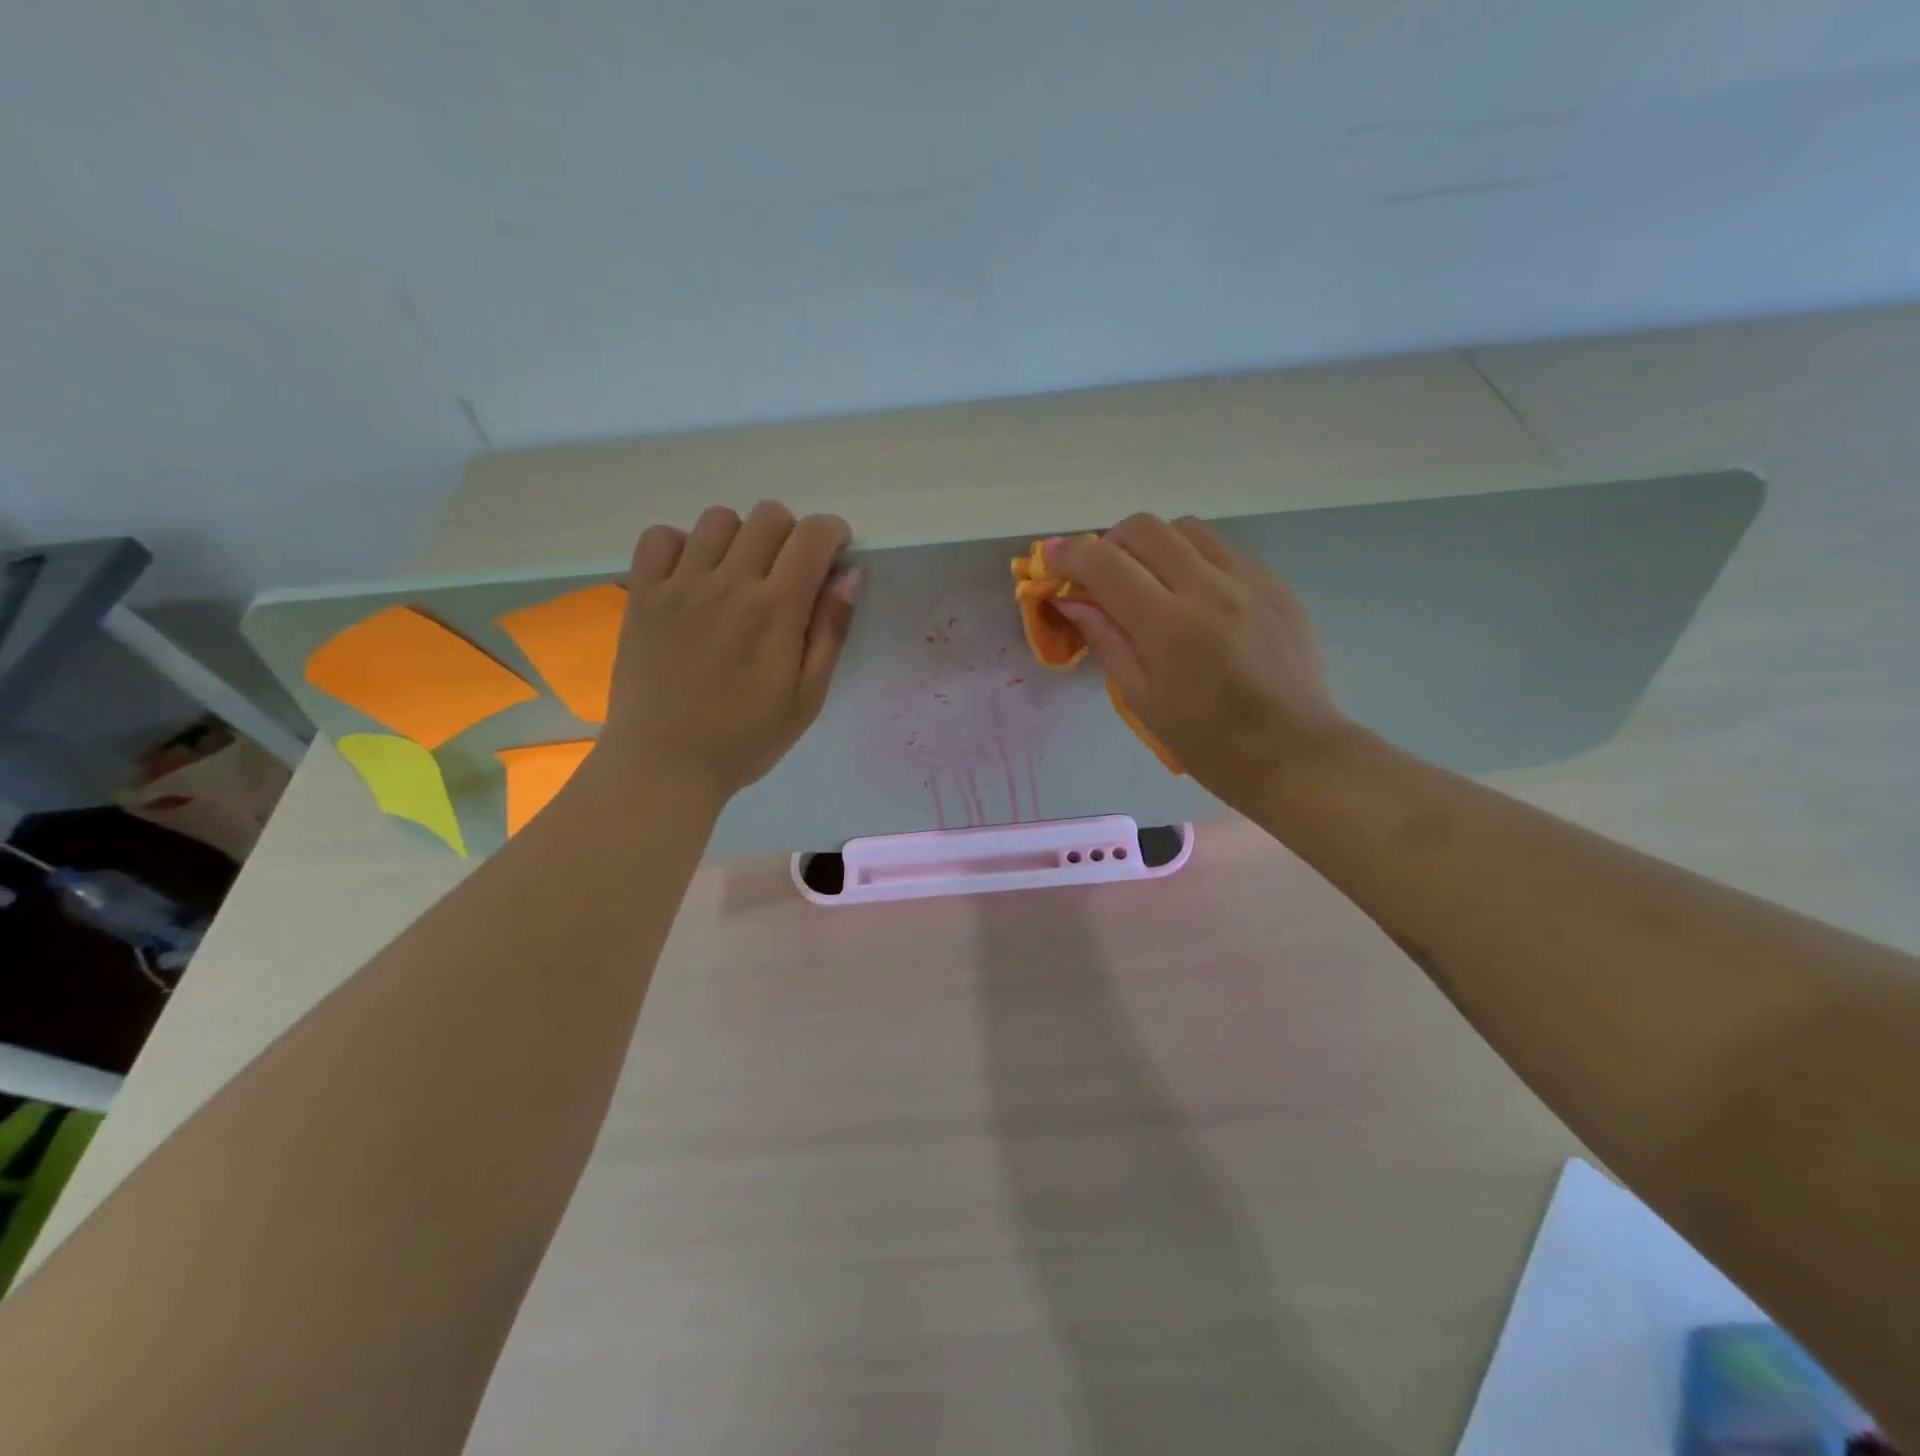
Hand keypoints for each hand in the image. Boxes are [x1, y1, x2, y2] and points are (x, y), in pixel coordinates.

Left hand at [599, 502, 860, 802]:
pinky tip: (692, 576)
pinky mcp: (642, 595)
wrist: (664, 764)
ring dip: (741, 537)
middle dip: (791, 533)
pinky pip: (660, 537)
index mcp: (776, 609)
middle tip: (790, 571)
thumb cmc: (745, 739)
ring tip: (740, 574)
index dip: (832, 532)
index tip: (834, 552)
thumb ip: (830, 632)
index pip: (811, 536)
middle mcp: (728, 583)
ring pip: (717, 519)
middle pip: (768, 516)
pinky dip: (682, 544)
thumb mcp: (807, 697)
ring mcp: (679, 585)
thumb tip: (848, 575)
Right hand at [1049, 515, 1352, 806]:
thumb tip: (1072, 600)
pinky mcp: (1276, 586)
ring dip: (1155, 545)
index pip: (1107, 564)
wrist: (1293, 753)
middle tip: (1102, 575)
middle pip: (1146, 528)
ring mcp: (1250, 581)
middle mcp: (1211, 589)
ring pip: (1188, 529)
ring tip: (1149, 581)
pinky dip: (1194, 561)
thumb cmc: (1208, 742)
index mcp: (1170, 626)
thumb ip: (1106, 640)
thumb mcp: (1142, 699)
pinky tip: (1194, 598)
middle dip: (1111, 542)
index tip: (1051, 559)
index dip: (1070, 554)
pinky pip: (1224, 552)